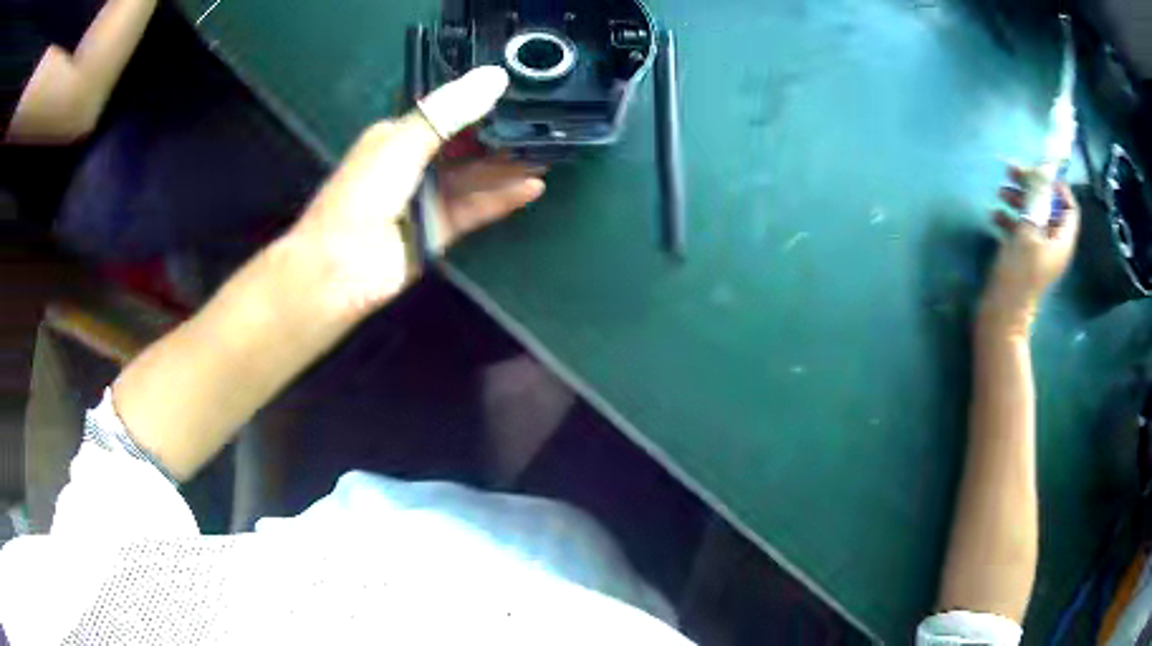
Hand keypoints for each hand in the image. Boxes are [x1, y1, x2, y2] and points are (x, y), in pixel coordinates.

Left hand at [287, 66, 543, 315]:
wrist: (341, 268)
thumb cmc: (363, 195)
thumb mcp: (403, 143)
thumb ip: (449, 112)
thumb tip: (495, 76)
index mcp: (397, 135)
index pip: (444, 111)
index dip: (478, 101)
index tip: (518, 89)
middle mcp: (414, 161)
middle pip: (464, 144)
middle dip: (501, 135)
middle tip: (544, 125)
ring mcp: (427, 196)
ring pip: (474, 176)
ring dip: (508, 165)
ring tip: (549, 153)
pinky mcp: (439, 228)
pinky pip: (476, 207)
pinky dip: (502, 198)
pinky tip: (532, 186)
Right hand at [981, 166, 1079, 333]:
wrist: (1003, 312)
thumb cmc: (1019, 272)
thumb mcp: (1028, 231)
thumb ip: (1037, 199)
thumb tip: (1044, 168)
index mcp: (1062, 241)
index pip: (1069, 207)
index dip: (1056, 187)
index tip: (1038, 172)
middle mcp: (1054, 244)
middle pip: (1048, 207)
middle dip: (1031, 187)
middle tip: (1011, 172)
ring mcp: (1038, 251)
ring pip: (1032, 215)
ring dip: (1017, 200)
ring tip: (999, 192)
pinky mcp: (1024, 256)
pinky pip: (1021, 230)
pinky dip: (1009, 218)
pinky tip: (994, 215)